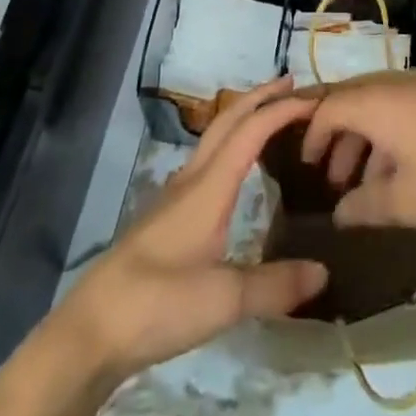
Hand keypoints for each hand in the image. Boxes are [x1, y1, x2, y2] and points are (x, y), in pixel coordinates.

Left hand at [62, 77, 328, 371]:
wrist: (91, 330)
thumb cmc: (157, 303)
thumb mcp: (223, 300)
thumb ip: (274, 285)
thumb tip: (324, 271)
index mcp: (209, 186)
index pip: (250, 130)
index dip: (282, 109)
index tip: (315, 99)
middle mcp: (192, 179)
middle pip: (228, 120)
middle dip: (260, 96)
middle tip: (293, 85)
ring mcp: (175, 196)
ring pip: (214, 137)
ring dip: (243, 117)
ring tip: (270, 117)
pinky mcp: (166, 217)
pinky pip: (206, 161)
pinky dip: (230, 145)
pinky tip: (235, 171)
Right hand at [299, 74, 415, 229]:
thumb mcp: (406, 201)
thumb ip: (367, 207)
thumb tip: (339, 214)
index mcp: (377, 104)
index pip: (329, 108)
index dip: (313, 135)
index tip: (305, 166)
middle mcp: (394, 86)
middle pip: (353, 104)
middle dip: (337, 139)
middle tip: (331, 179)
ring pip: (380, 109)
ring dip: (365, 142)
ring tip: (364, 186)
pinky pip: (402, 110)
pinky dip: (390, 137)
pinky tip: (401, 173)